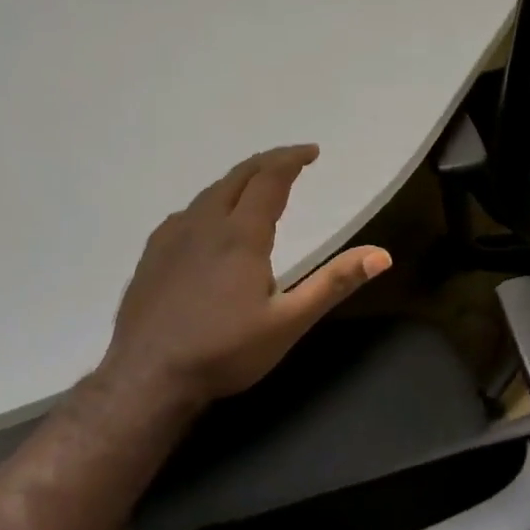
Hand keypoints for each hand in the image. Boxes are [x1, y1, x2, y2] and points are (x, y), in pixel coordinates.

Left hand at [97, 145, 390, 418]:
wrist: (147, 378)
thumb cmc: (225, 351)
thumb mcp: (289, 322)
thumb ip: (334, 284)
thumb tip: (382, 254)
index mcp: (240, 236)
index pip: (269, 180)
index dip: (291, 160)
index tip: (311, 151)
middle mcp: (204, 225)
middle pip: (236, 178)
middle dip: (266, 163)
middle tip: (290, 160)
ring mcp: (171, 239)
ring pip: (208, 194)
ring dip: (237, 181)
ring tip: (255, 185)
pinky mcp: (151, 257)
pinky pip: (186, 213)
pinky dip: (209, 202)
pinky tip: (208, 222)